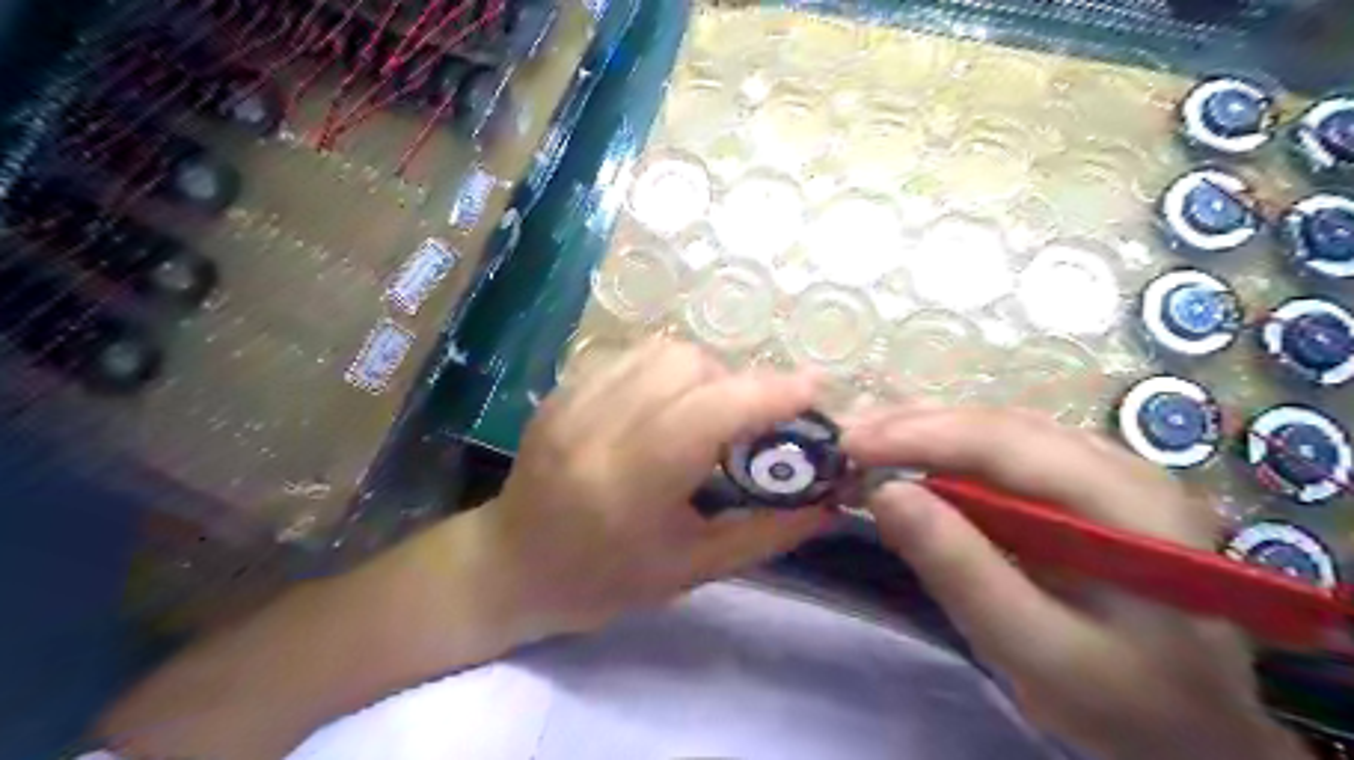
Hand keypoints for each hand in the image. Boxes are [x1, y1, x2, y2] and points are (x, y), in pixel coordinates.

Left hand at [476, 340, 837, 644]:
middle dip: (740, 385)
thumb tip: (829, 503)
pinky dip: (670, 370)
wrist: (511, 564)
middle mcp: (598, 427)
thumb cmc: (603, 581)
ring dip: (706, 373)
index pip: (709, 412)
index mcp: (630, 483)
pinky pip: (635, 354)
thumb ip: (766, 533)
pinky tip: (670, 404)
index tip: (815, 389)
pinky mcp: (565, 387)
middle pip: (690, 367)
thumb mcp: (692, 570)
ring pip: (664, 351)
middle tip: (756, 422)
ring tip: (712, 413)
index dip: (769, 392)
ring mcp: (574, 399)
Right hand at [844, 413, 1310, 759]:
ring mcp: (1104, 474)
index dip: (920, 435)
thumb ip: (961, 570)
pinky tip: (912, 463)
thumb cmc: (1124, 704)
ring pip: (998, 432)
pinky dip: (947, 456)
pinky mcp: (1080, 491)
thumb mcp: (1035, 650)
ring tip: (868, 444)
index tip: (850, 445)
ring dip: (927, 434)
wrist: (1192, 735)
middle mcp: (1120, 467)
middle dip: (915, 427)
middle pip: (1001, 425)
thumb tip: (884, 493)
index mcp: (1128, 502)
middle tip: (848, 441)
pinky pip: (1004, 456)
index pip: (1006, 442)